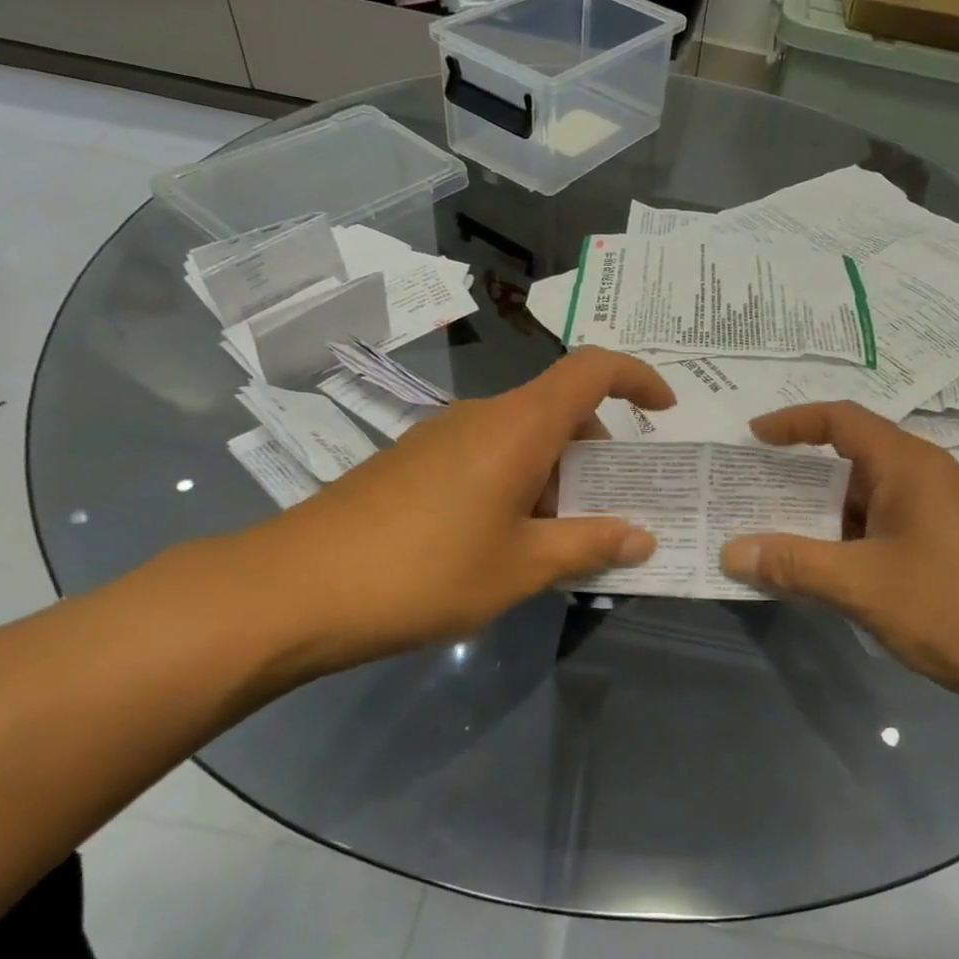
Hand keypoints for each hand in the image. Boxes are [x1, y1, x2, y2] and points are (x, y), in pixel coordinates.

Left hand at [225, 348, 672, 678]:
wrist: (293, 588)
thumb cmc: (425, 571)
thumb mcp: (521, 567)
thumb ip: (589, 545)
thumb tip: (642, 537)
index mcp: (519, 425)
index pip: (592, 370)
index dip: (638, 377)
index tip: (665, 411)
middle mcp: (483, 415)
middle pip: (560, 409)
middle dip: (597, 454)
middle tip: (607, 513)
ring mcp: (441, 434)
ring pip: (522, 436)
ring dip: (554, 476)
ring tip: (554, 542)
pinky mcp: (412, 459)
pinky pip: (486, 454)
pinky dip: (515, 483)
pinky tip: (500, 542)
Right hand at [718, 402, 958, 717]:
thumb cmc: (958, 607)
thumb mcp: (864, 586)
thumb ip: (795, 565)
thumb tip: (731, 552)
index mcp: (908, 465)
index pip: (840, 419)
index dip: (792, 422)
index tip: (751, 438)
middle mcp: (930, 476)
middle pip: (853, 460)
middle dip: (799, 478)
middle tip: (752, 498)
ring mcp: (949, 513)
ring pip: (872, 500)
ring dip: (827, 517)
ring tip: (781, 541)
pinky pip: (892, 528)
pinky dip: (855, 541)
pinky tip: (837, 575)